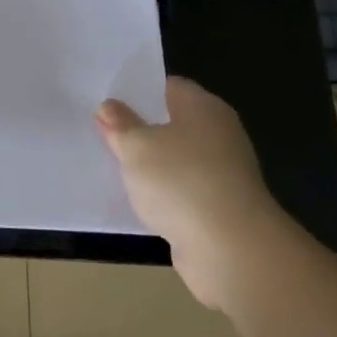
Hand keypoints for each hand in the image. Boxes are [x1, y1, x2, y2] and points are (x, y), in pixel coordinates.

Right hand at [97, 77, 285, 311]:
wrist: (232, 250)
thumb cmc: (181, 180)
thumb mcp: (136, 146)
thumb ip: (120, 124)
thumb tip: (109, 106)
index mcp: (203, 106)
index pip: (168, 87)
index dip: (138, 92)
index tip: (109, 101)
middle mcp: (219, 133)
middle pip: (173, 123)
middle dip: (142, 130)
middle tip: (104, 133)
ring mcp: (224, 173)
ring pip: (178, 160)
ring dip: (153, 167)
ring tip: (115, 168)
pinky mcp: (222, 209)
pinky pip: (185, 192)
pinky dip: (166, 196)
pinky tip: (140, 202)